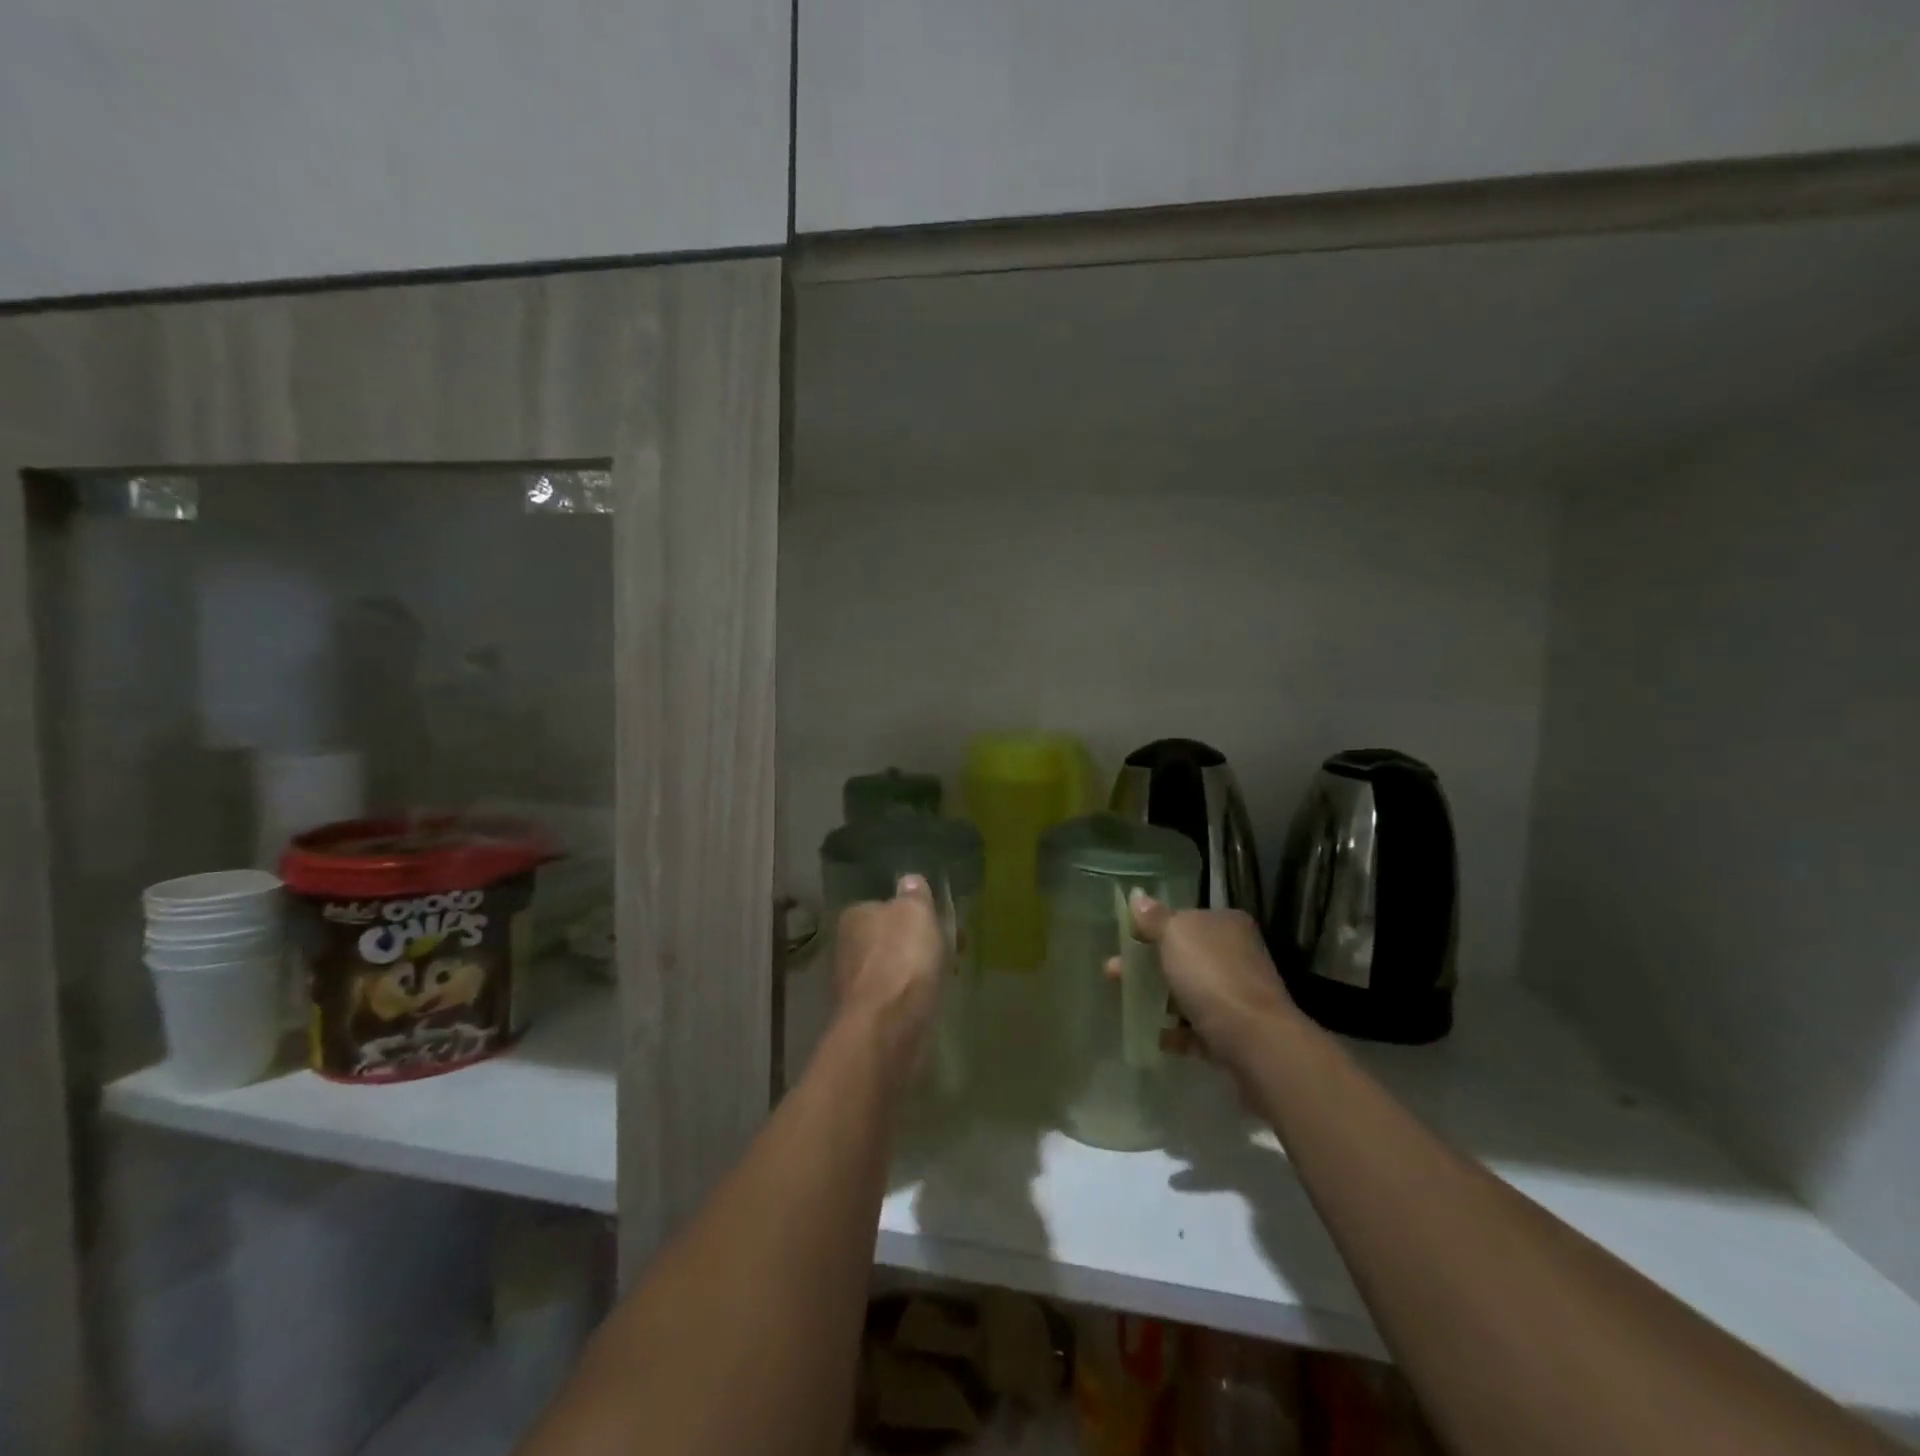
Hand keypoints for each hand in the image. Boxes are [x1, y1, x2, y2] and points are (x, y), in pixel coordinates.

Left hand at [832, 874, 948, 1085]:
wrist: (887, 1029)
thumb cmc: (902, 960)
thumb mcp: (916, 912)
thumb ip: (914, 894)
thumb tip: (909, 881)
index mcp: (855, 916)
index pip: (884, 905)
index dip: (915, 911)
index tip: (941, 920)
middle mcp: (848, 947)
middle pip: (890, 937)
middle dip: (919, 942)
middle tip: (953, 949)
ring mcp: (856, 984)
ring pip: (895, 967)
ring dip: (918, 970)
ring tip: (949, 975)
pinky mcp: (868, 1016)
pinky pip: (898, 995)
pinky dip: (914, 995)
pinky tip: (932, 999)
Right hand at [1110, 896, 1298, 1065]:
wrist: (1253, 1040)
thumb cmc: (1211, 976)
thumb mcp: (1175, 935)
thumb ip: (1154, 918)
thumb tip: (1138, 897)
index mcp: (1226, 924)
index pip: (1185, 919)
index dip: (1153, 928)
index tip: (1125, 942)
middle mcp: (1236, 955)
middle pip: (1184, 956)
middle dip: (1148, 965)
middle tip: (1114, 974)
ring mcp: (1237, 995)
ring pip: (1188, 992)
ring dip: (1159, 999)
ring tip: (1128, 1005)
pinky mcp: (1235, 1032)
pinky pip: (1197, 1028)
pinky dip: (1175, 1031)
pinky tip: (1154, 1035)